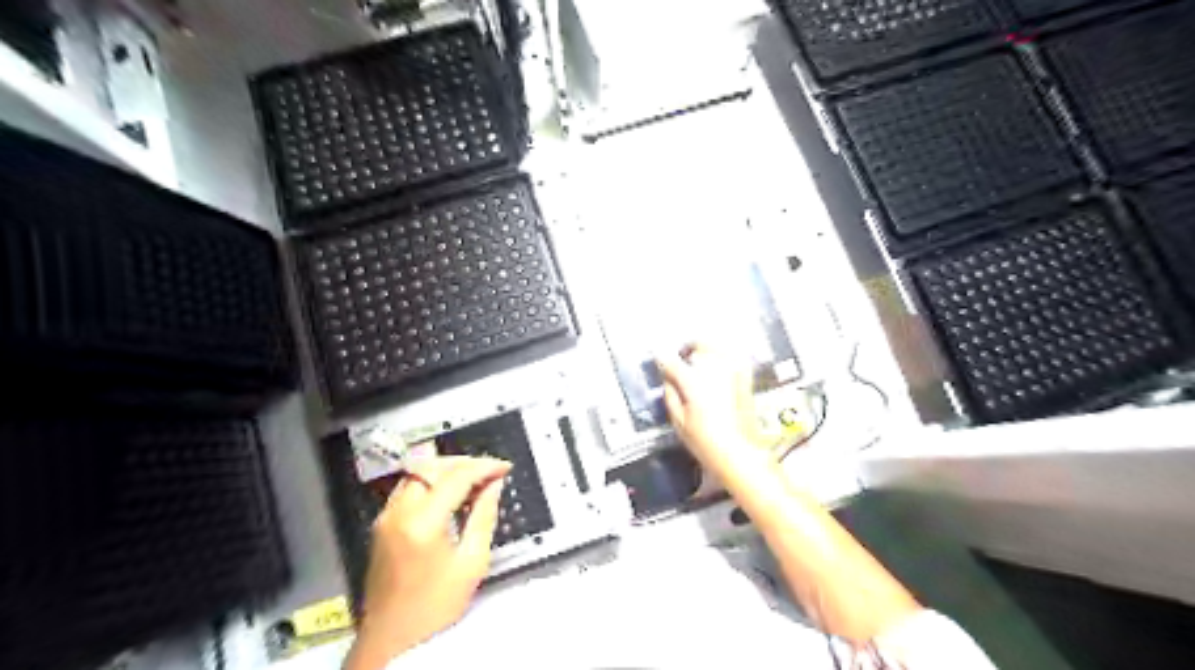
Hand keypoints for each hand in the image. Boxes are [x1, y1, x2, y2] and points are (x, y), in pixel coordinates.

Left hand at [349, 452, 510, 667]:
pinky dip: (431, 481)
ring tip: (473, 480)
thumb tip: (493, 485)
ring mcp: (386, 517)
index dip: (484, 466)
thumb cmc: (434, 608)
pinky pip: (408, 487)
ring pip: (417, 472)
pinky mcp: (381, 524)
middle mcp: (398, 513)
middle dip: (465, 463)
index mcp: (422, 523)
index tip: (503, 467)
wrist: (391, 639)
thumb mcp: (471, 563)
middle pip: (433, 466)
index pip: (457, 477)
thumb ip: (484, 516)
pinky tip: (450, 493)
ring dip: (447, 469)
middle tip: (490, 471)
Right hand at [657, 344, 769, 478]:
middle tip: (683, 359)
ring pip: (717, 348)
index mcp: (693, 380)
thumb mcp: (678, 419)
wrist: (738, 450)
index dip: (663, 359)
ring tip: (700, 362)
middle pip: (698, 345)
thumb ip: (670, 393)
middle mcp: (714, 369)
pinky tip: (719, 369)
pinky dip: (724, 358)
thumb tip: (669, 377)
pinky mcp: (746, 376)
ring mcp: (733, 370)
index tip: (659, 360)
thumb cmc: (703, 439)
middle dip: (688, 349)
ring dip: (706, 351)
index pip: (673, 361)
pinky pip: (733, 357)